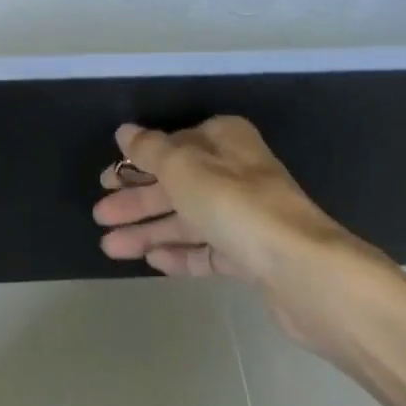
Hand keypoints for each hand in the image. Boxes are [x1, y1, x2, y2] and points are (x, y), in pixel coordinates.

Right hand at [93, 115, 386, 348]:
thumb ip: (150, 150)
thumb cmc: (237, 205)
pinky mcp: (252, 257)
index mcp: (224, 140)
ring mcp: (245, 216)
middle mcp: (235, 172)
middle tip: (100, 216)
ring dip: (149, 229)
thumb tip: (125, 131)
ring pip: (187, 218)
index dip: (136, 162)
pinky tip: (151, 260)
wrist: (305, 273)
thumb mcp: (183, 168)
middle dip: (137, 200)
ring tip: (111, 247)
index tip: (105, 179)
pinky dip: (179, 252)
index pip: (172, 145)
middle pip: (176, 183)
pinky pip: (207, 250)